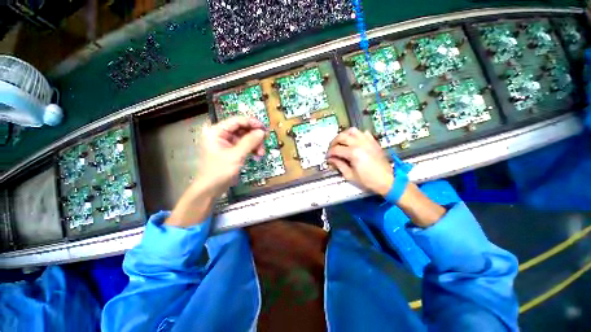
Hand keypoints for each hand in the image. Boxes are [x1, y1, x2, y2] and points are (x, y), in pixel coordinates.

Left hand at [196, 116, 265, 195]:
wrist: (211, 189)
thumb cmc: (219, 171)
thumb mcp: (236, 156)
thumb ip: (249, 142)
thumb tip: (261, 132)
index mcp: (216, 131)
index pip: (237, 121)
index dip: (251, 122)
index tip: (264, 128)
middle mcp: (221, 134)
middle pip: (242, 129)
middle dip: (254, 136)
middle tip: (264, 142)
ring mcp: (226, 143)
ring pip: (245, 137)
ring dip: (255, 144)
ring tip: (261, 153)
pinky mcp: (231, 150)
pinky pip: (244, 145)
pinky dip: (251, 149)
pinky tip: (257, 155)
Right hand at [327, 127, 393, 195]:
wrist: (387, 180)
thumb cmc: (367, 180)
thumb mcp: (350, 175)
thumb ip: (339, 165)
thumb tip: (331, 159)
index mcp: (353, 153)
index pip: (336, 149)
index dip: (329, 153)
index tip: (327, 158)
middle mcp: (359, 143)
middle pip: (341, 136)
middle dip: (333, 142)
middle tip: (331, 149)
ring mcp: (367, 141)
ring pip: (352, 131)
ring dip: (344, 135)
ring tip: (341, 142)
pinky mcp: (373, 141)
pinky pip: (363, 133)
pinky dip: (356, 135)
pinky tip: (354, 141)